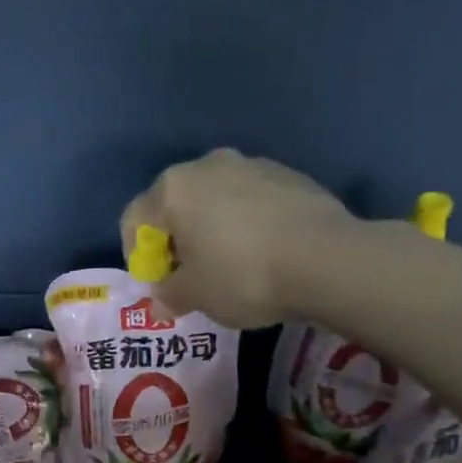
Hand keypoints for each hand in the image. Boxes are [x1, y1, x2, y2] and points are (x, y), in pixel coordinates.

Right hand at [121, 148, 355, 328]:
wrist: (326, 259)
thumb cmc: (242, 275)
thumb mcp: (194, 295)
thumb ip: (169, 293)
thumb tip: (163, 298)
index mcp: (173, 188)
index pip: (135, 219)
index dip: (138, 256)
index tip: (157, 283)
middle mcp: (208, 165)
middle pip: (176, 205)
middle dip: (176, 241)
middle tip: (189, 276)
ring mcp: (252, 165)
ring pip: (215, 201)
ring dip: (211, 230)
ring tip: (229, 267)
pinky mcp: (289, 175)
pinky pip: (251, 202)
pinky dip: (245, 225)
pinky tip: (262, 254)